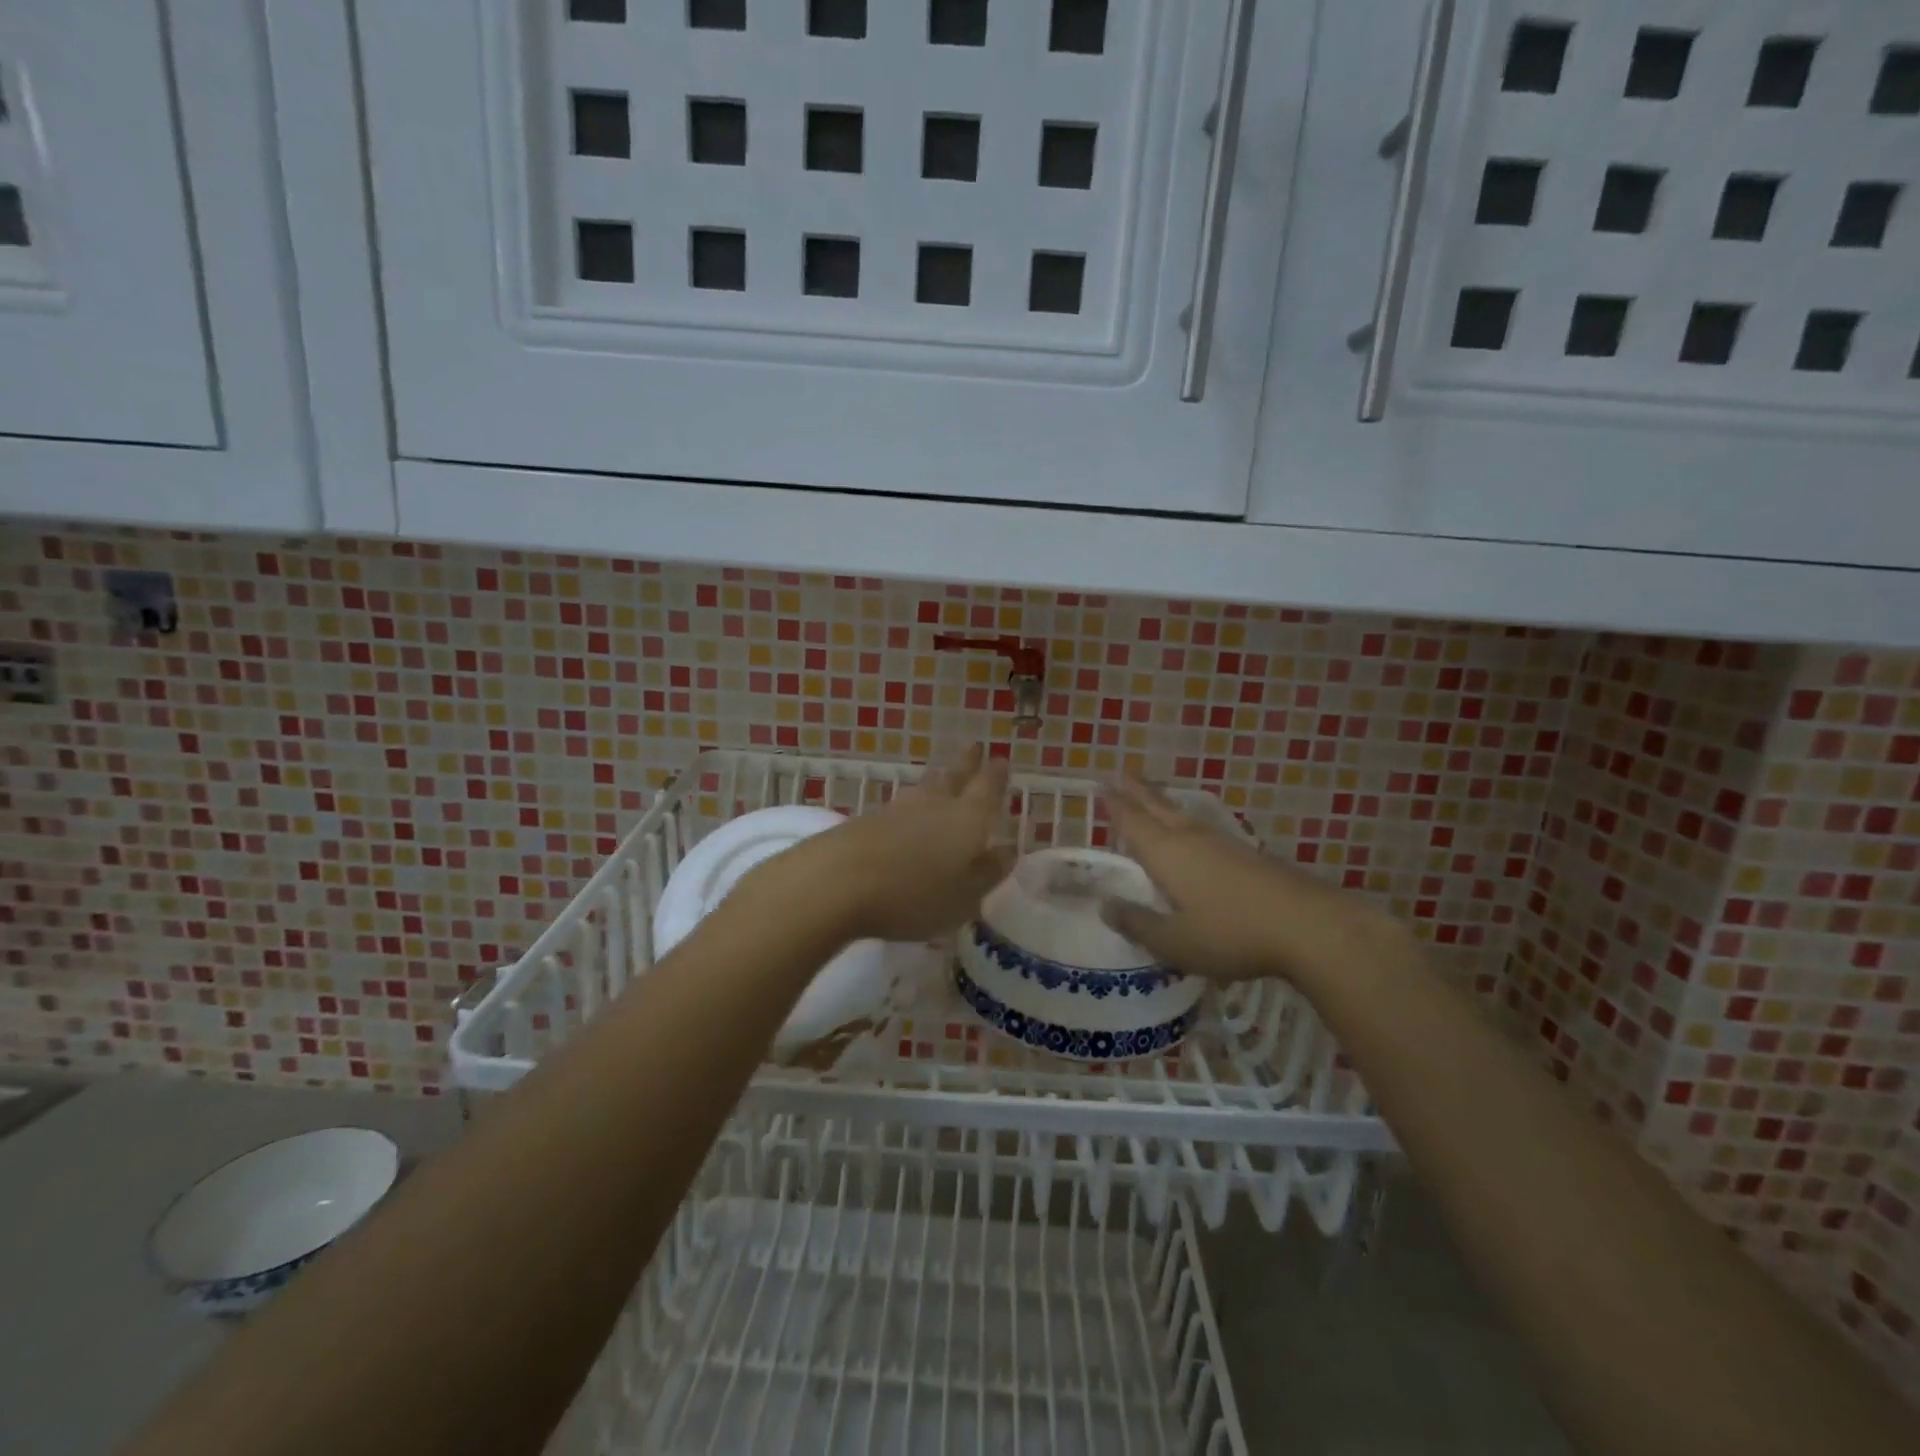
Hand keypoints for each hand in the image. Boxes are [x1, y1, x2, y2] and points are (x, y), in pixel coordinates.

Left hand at [752, 745, 1014, 943]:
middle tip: (974, 746)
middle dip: (967, 763)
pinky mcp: (866, 821)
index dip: (996, 775)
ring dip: (937, 780)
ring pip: (924, 788)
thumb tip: (1007, 849)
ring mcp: (897, 810)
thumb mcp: (965, 896)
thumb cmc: (915, 894)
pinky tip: (907, 813)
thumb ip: (989, 872)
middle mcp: (935, 805)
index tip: (1001, 760)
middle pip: (954, 777)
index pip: (988, 788)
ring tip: (943, 775)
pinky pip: (899, 807)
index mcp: (968, 819)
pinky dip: (910, 806)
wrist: (838, 881)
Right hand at [1101, 773, 1409, 988]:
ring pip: (1183, 816)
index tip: (1100, 785)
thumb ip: (1137, 923)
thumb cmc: (1231, 933)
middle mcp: (1191, 838)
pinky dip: (1187, 825)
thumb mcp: (1174, 941)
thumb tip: (1105, 905)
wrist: (1309, 926)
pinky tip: (1194, 836)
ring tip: (1152, 800)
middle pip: (1158, 807)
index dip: (1114, 805)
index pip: (1132, 821)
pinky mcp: (1248, 855)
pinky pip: (1205, 830)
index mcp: (1166, 853)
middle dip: (1137, 791)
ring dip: (1163, 804)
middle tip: (1120, 773)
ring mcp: (1223, 843)